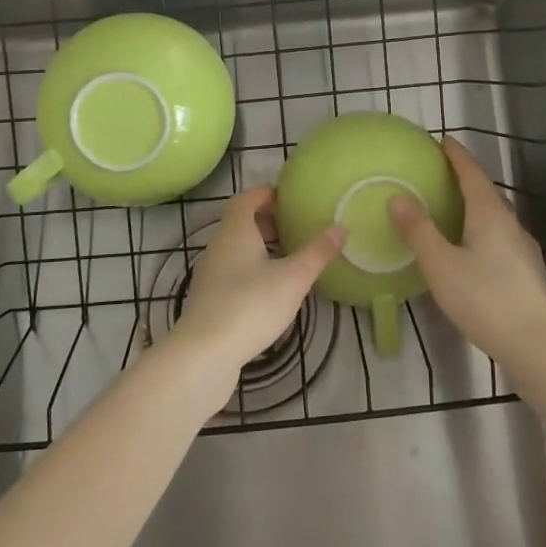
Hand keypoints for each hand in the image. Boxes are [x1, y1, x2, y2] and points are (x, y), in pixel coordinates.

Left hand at [173, 186, 343, 384]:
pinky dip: (254, 270)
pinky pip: (234, 272)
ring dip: (262, 248)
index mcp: (235, 230)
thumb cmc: (250, 305)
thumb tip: (340, 227)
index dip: (267, 193)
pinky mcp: (210, 299)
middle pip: (242, 222)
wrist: (205, 354)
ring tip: (291, 258)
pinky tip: (273, 289)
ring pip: (238, 249)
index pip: (247, 198)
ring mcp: (211, 274)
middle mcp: (218, 246)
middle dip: (269, 221)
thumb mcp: (292, 278)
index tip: (290, 197)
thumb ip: (317, 252)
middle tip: (297, 228)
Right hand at [388, 138, 545, 370]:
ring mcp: (523, 249)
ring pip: (495, 217)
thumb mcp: (441, 265)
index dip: (457, 156)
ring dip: (474, 206)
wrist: (537, 345)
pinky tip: (471, 250)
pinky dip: (481, 231)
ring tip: (452, 210)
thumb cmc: (485, 299)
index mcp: (489, 214)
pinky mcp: (527, 272)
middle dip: (465, 179)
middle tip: (441, 174)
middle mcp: (511, 224)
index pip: (472, 173)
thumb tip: (397, 196)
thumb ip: (419, 231)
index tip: (443, 141)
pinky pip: (500, 238)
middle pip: (486, 192)